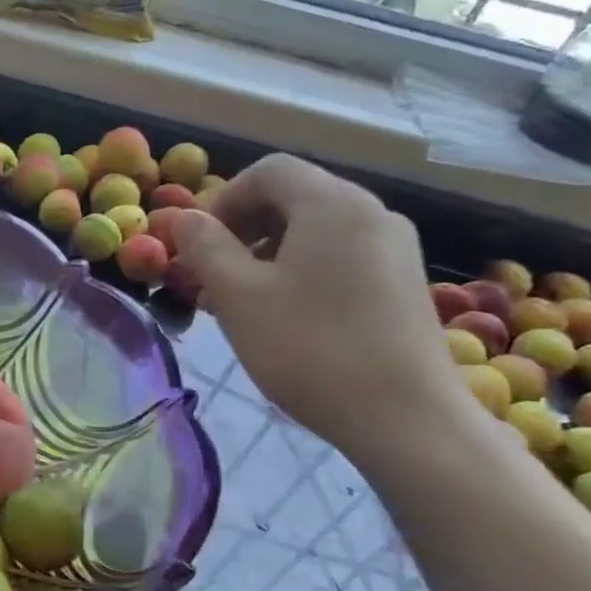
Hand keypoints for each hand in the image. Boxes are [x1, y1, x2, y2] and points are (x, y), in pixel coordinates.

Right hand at [173, 155, 465, 458]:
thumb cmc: (310, 348)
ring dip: (268, 254)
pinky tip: (286, 317)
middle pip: (293, 198)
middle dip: (242, 230)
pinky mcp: (404, 283)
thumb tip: (184, 218)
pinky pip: (341, 257)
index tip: (199, 246)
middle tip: (212, 276)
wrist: (406, 419)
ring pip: (315, 231)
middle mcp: (371, 212)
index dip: (223, 200)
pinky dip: (302, 271)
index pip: (267, 171)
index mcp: (331, 204)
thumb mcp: (238, 296)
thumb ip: (205, 247)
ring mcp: (395, 248)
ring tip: (243, 302)